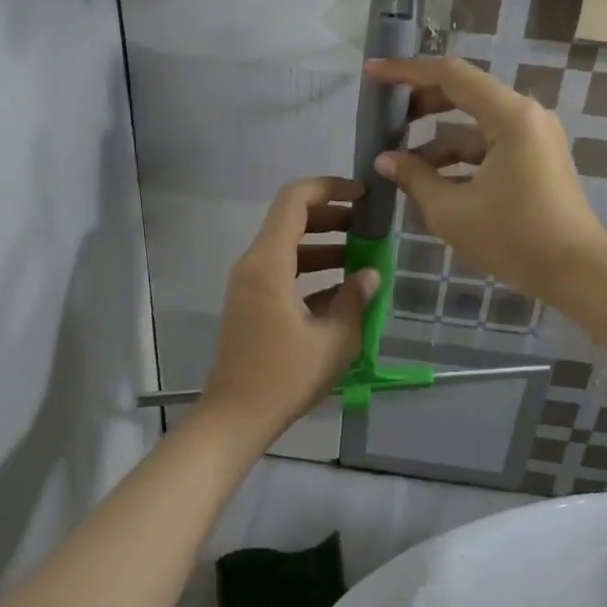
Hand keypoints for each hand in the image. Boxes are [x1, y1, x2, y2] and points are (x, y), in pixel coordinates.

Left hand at [200, 177, 381, 441]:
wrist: (236, 418)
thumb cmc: (285, 377)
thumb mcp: (335, 340)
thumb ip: (356, 300)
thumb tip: (370, 274)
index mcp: (268, 264)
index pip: (294, 201)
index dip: (329, 188)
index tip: (362, 196)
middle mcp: (253, 265)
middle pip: (291, 221)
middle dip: (331, 219)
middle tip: (368, 228)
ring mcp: (248, 286)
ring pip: (288, 249)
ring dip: (324, 248)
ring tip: (363, 260)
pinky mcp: (251, 305)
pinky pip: (282, 274)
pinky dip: (311, 273)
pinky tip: (343, 292)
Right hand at [364, 57, 606, 299]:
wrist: (576, 272)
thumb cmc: (513, 238)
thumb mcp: (452, 211)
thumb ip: (414, 178)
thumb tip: (384, 161)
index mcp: (509, 116)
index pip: (450, 76)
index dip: (406, 72)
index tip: (372, 73)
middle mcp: (526, 116)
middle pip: (464, 95)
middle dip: (421, 106)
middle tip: (385, 121)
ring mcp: (535, 138)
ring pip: (475, 127)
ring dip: (438, 141)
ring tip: (401, 165)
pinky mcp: (537, 160)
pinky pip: (490, 147)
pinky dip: (460, 159)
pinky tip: (433, 182)